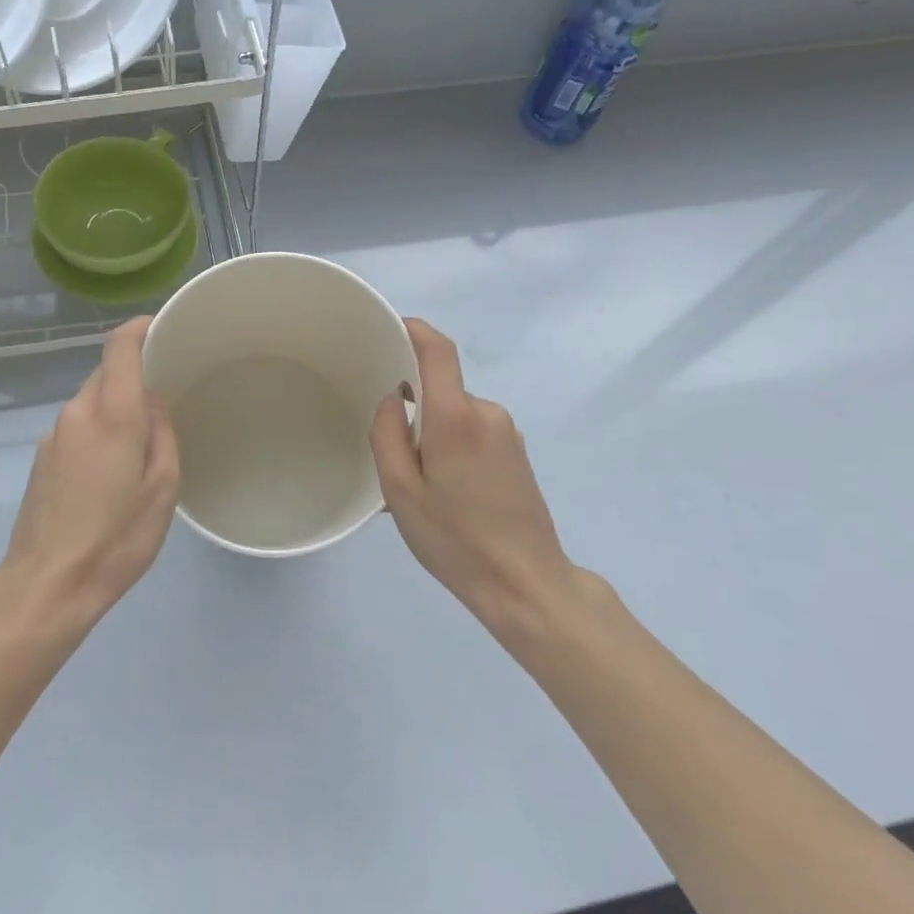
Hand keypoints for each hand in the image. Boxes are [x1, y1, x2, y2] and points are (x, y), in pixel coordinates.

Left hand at [0, 317, 179, 627]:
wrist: (48, 584)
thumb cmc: (117, 538)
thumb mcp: (162, 488)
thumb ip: (162, 433)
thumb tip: (152, 401)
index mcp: (112, 415)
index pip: (119, 347)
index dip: (140, 328)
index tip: (161, 327)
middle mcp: (77, 413)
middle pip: (104, 373)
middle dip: (132, 375)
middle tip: (164, 396)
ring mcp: (53, 435)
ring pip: (89, 401)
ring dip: (114, 407)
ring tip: (140, 441)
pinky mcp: (41, 458)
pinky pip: (76, 426)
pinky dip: (97, 430)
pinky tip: (110, 468)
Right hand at [370, 319, 576, 638]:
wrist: (525, 584)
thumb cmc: (455, 539)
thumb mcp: (399, 491)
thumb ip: (387, 434)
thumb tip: (393, 398)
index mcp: (456, 417)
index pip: (438, 350)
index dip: (413, 329)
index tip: (388, 329)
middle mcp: (487, 413)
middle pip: (442, 388)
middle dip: (414, 406)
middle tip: (392, 451)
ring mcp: (507, 432)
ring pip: (456, 414)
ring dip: (433, 433)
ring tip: (419, 484)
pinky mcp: (517, 453)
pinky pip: (474, 432)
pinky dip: (452, 446)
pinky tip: (446, 492)